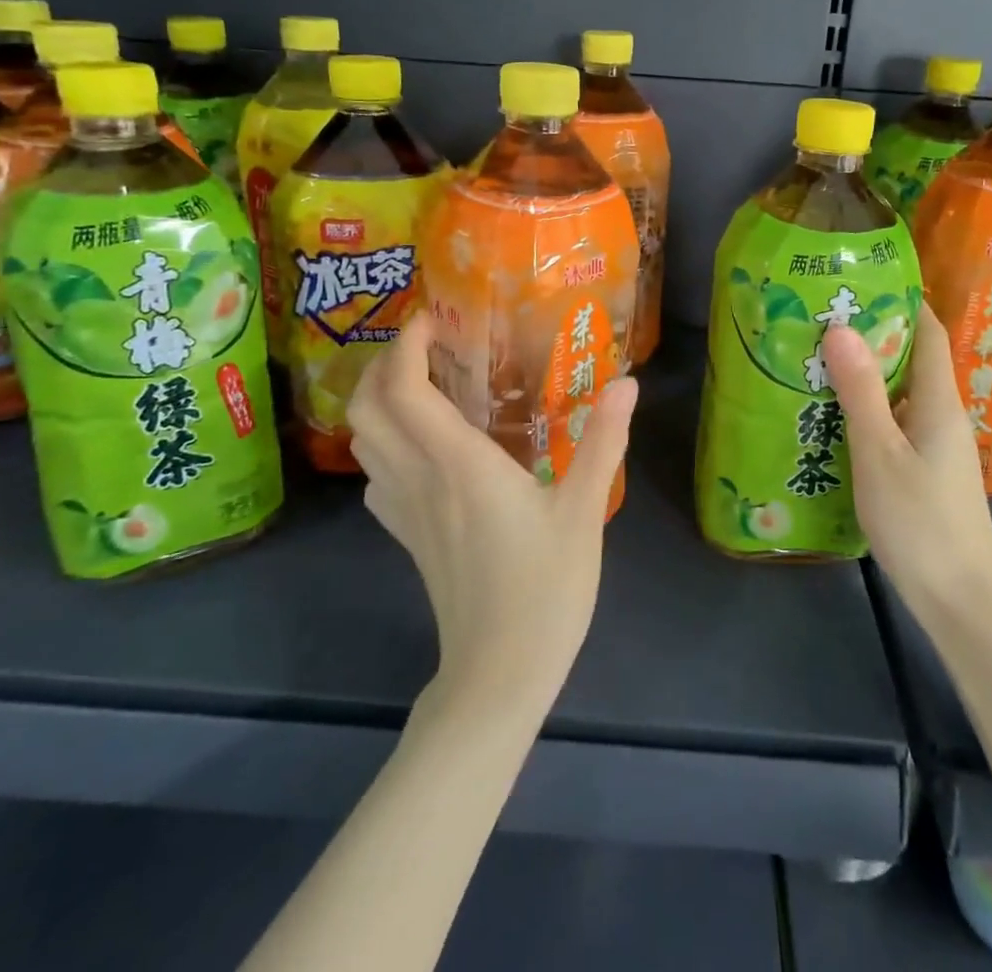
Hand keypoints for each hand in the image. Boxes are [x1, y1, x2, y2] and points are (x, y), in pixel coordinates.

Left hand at [347, 313, 638, 718]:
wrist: (500, 673)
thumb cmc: (545, 588)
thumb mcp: (584, 510)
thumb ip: (604, 441)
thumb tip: (628, 383)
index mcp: (458, 464)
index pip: (405, 389)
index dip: (407, 345)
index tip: (432, 318)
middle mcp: (420, 478)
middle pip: (368, 409)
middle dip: (384, 364)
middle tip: (426, 345)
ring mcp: (405, 510)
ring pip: (364, 441)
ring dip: (379, 401)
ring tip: (423, 382)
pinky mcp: (406, 535)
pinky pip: (376, 476)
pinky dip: (384, 444)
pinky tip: (422, 446)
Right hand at [822, 305, 991, 623]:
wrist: (961, 601)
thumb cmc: (921, 522)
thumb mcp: (880, 453)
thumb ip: (861, 391)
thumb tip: (841, 327)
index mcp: (939, 401)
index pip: (929, 332)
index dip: (902, 300)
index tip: (860, 281)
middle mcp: (943, 415)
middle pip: (913, 358)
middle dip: (873, 333)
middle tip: (821, 318)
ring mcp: (937, 446)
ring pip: (902, 392)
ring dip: (867, 373)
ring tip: (818, 359)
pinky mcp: (927, 471)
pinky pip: (897, 422)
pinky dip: (869, 409)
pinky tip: (834, 417)